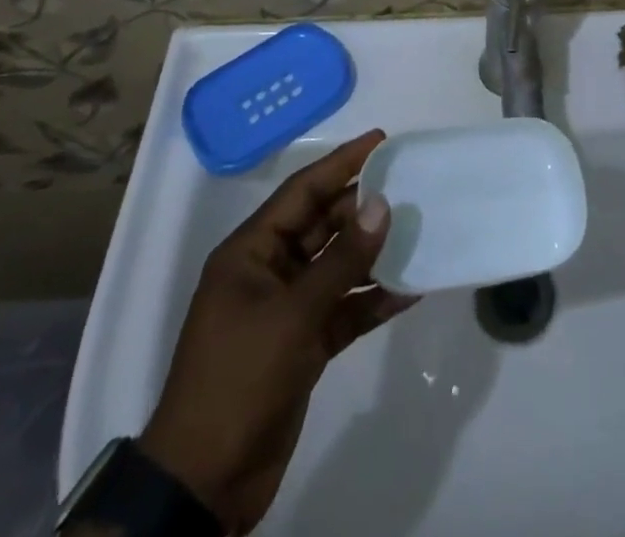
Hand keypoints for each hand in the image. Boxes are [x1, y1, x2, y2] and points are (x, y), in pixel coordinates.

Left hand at [139, 129, 417, 532]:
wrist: (205, 483)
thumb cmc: (239, 380)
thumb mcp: (293, 316)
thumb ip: (342, 260)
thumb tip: (382, 204)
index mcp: (251, 252)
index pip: (303, 191)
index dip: (342, 163)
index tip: (381, 139)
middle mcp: (269, 271)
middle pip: (323, 225)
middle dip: (364, 208)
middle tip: (411, 187)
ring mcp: (287, 309)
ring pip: (338, 266)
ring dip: (374, 254)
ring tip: (419, 232)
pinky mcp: (303, 344)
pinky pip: (344, 308)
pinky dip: (372, 300)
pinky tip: (409, 290)